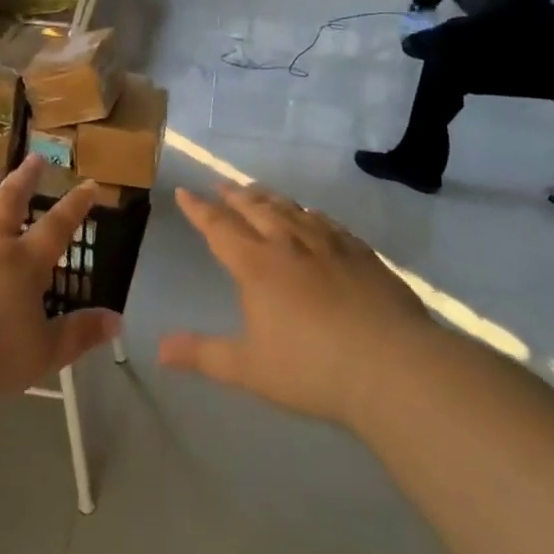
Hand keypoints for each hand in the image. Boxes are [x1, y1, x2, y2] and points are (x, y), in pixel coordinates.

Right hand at [158, 185, 430, 426]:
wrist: (393, 366)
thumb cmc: (312, 368)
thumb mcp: (249, 368)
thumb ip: (203, 355)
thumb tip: (159, 350)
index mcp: (256, 264)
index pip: (219, 227)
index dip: (199, 209)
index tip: (184, 192)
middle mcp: (288, 243)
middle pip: (254, 208)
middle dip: (233, 195)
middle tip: (220, 185)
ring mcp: (328, 244)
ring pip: (290, 209)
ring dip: (268, 197)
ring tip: (257, 191)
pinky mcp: (361, 253)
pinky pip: (327, 222)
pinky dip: (309, 213)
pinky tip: (312, 215)